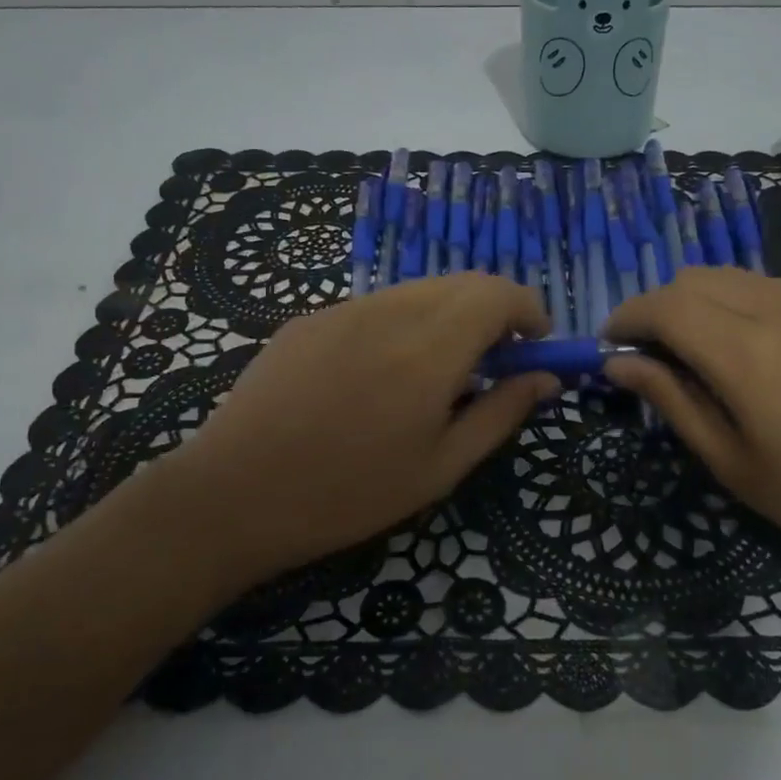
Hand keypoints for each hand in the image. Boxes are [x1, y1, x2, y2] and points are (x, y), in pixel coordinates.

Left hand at [150, 275, 555, 585]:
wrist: (233, 495)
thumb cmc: (349, 493)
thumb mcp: (440, 466)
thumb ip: (501, 413)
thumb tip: (546, 378)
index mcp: (430, 348)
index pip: (498, 293)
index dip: (528, 311)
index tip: (534, 347)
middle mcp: (390, 311)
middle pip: (462, 284)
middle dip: (492, 313)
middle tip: (493, 366)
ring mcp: (343, 309)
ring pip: (418, 292)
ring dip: (448, 318)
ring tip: (436, 376)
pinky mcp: (309, 319)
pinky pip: (375, 307)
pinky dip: (403, 325)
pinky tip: (378, 377)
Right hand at [603, 267, 780, 583]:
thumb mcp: (733, 463)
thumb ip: (672, 402)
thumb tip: (618, 364)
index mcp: (744, 353)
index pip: (664, 305)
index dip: (626, 317)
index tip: (607, 346)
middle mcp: (776, 310)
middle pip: (693, 279)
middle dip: (656, 308)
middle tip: (647, 357)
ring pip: (730, 276)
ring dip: (694, 302)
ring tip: (690, 354)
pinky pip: (765, 289)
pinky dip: (732, 304)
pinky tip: (742, 352)